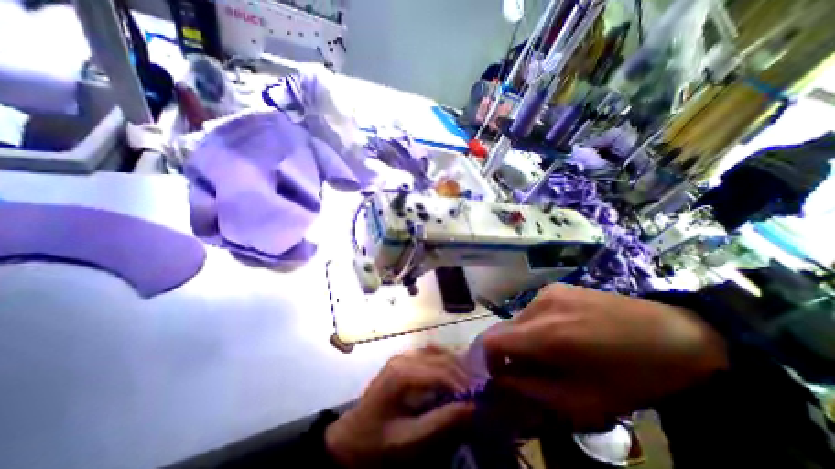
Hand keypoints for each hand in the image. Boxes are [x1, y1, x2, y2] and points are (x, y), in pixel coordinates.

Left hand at [326, 346, 476, 466]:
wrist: (349, 440)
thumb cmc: (377, 444)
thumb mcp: (409, 441)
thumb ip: (441, 422)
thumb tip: (472, 407)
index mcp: (402, 373)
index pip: (440, 371)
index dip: (462, 384)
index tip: (478, 400)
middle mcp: (404, 358)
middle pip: (440, 357)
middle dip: (461, 373)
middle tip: (478, 390)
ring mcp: (402, 356)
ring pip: (436, 351)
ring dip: (454, 364)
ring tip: (468, 382)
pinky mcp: (402, 360)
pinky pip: (428, 354)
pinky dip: (443, 361)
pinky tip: (451, 374)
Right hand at [487, 284, 728, 430]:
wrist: (675, 335)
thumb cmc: (632, 376)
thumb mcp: (583, 402)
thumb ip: (532, 390)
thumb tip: (501, 380)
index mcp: (546, 334)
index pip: (491, 341)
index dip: (489, 361)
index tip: (503, 377)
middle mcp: (539, 306)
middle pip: (503, 330)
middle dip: (509, 352)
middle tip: (532, 369)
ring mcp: (547, 292)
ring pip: (517, 320)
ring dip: (524, 339)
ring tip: (553, 352)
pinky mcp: (556, 287)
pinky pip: (532, 310)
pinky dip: (536, 326)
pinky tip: (563, 333)